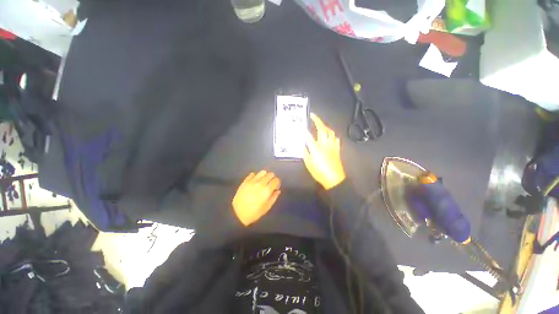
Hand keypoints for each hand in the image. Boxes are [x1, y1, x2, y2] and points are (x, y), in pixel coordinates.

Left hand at [232, 170, 280, 225]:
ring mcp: (252, 181)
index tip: (275, 187)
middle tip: (269, 184)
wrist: (238, 213)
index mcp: (267, 190)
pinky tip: (254, 182)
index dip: (277, 183)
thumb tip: (278, 190)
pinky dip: (255, 176)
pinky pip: (252, 174)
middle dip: (272, 178)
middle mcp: (261, 183)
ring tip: (262, 181)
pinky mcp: (245, 181)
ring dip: (264, 176)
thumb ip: (274, 197)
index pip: (276, 180)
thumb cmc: (254, 212)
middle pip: (270, 174)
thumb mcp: (267, 207)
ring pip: (262, 172)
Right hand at [304, 113, 345, 189]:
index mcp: (316, 149)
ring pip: (330, 132)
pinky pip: (336, 139)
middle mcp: (325, 145)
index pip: (309, 136)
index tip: (300, 126)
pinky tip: (330, 135)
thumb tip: (302, 145)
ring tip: (320, 124)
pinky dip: (332, 135)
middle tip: (312, 116)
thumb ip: (305, 153)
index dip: (304, 130)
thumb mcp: (309, 164)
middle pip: (322, 129)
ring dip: (325, 126)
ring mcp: (332, 146)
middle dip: (317, 120)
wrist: (335, 179)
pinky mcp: (337, 149)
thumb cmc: (320, 173)